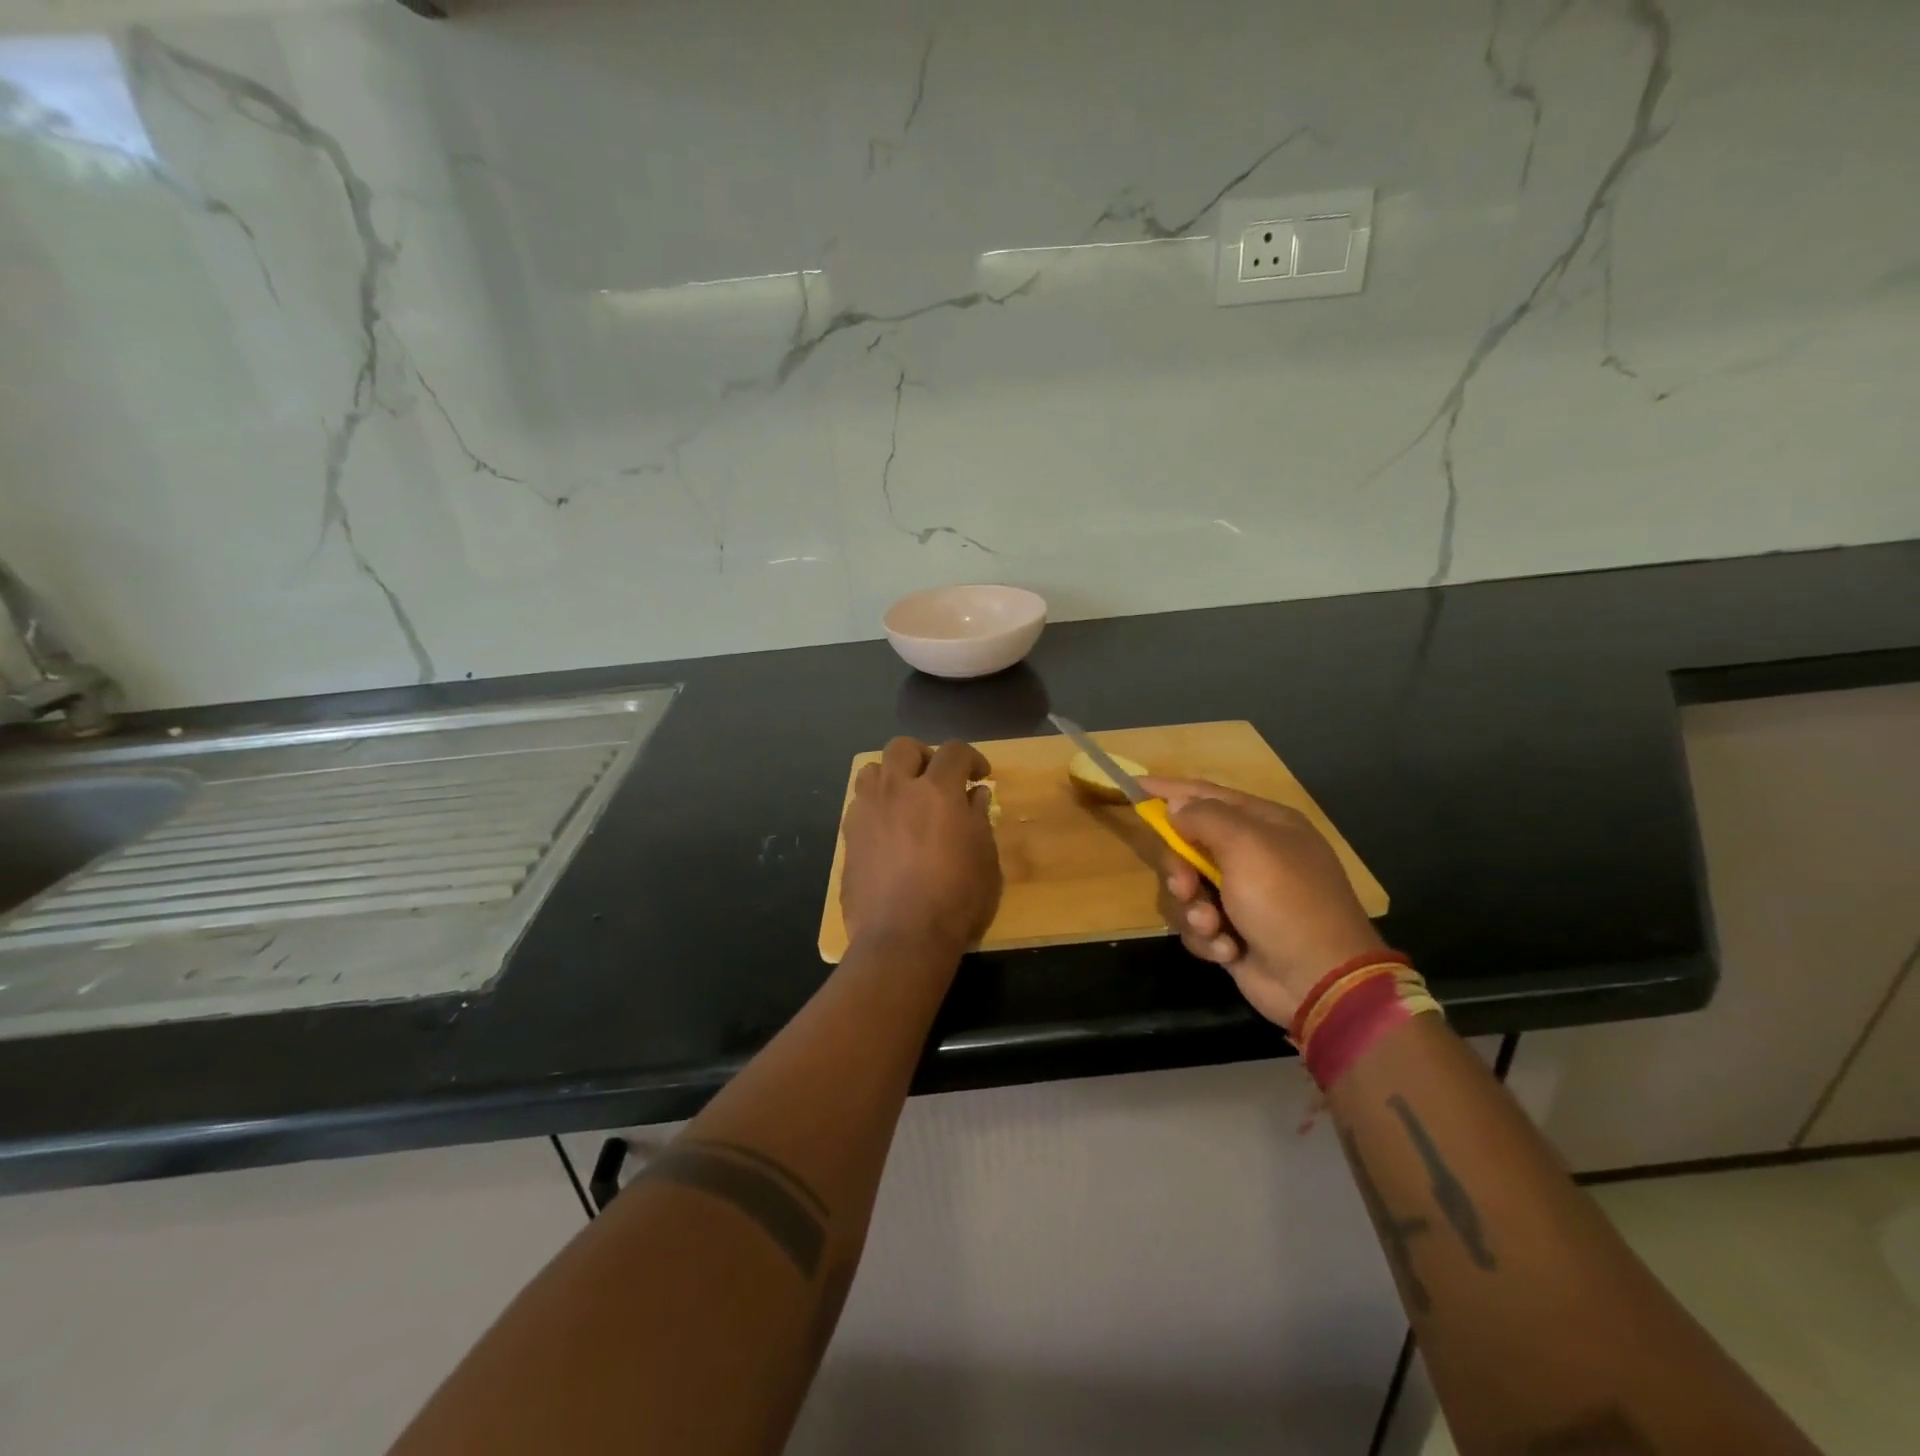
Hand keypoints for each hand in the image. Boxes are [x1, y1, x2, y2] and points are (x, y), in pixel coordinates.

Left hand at [841, 738, 1002, 954]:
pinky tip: (887, 831)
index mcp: (937, 791)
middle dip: (924, 756)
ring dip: (891, 776)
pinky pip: (858, 805)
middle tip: (938, 780)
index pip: (954, 751)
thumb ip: (979, 819)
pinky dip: (875, 807)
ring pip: (871, 770)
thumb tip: (975, 795)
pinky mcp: (848, 837)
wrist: (902, 937)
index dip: (972, 758)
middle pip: (903, 747)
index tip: (980, 776)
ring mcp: (866, 812)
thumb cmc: (957, 899)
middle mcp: (896, 791)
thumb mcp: (985, 859)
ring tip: (905, 800)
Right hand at [1140, 777, 1386, 1028]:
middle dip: (1180, 869)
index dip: (1169, 790)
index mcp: (1265, 825)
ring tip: (1213, 926)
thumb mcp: (1246, 847)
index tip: (1133, 786)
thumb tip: (1177, 806)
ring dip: (1193, 909)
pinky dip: (1207, 938)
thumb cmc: (1286, 902)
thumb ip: (1206, 817)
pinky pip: (1197, 923)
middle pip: (1188, 846)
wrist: (1320, 980)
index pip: (1207, 794)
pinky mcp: (1233, 931)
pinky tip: (1228, 950)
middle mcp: (1253, 855)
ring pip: (1187, 889)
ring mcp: (1243, 896)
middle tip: (1184, 887)